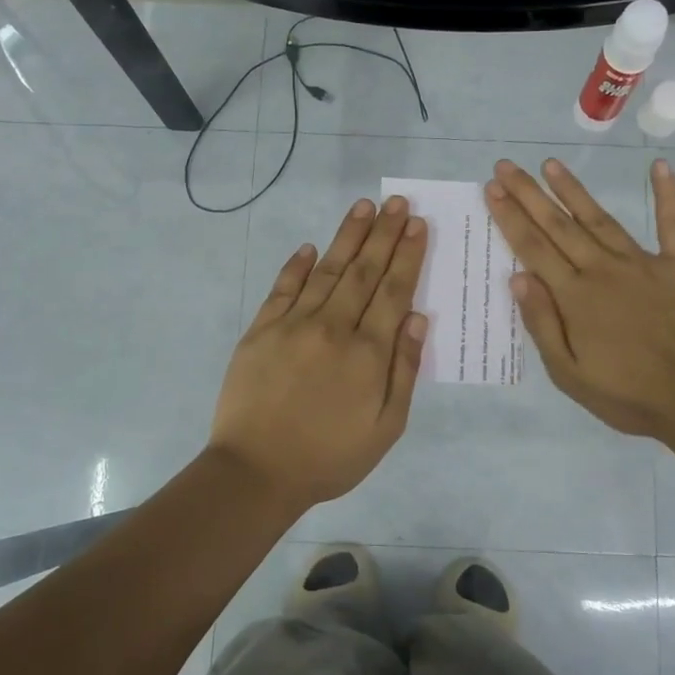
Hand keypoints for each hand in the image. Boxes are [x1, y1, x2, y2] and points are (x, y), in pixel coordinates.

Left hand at [209, 195, 428, 512]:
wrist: (256, 472)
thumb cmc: (330, 457)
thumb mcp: (386, 427)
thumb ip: (403, 369)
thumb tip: (417, 317)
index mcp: (368, 352)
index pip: (394, 290)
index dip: (408, 255)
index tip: (418, 225)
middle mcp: (333, 327)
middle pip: (363, 271)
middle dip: (384, 234)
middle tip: (397, 201)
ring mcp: (293, 324)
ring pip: (326, 270)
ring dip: (347, 237)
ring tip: (364, 207)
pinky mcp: (261, 330)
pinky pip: (282, 288)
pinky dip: (296, 266)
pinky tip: (309, 247)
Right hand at [485, 158, 674, 444]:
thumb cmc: (630, 395)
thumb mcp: (570, 374)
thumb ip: (542, 324)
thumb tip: (517, 277)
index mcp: (575, 297)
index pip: (533, 248)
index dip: (510, 216)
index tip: (492, 188)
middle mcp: (603, 269)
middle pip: (559, 225)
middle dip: (529, 194)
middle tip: (506, 166)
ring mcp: (645, 262)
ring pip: (600, 218)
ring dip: (573, 190)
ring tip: (550, 164)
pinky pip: (674, 222)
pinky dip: (668, 193)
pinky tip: (659, 166)